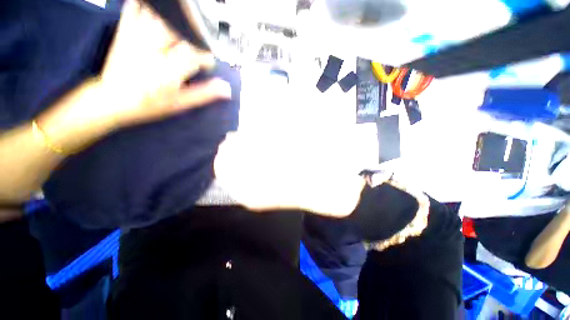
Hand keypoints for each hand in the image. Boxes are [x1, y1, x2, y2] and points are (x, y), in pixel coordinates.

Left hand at [38, 0, 230, 151]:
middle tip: (199, 42)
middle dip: (195, 34)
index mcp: (169, 70)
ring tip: (185, 26)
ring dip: (177, 18)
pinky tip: (159, 11)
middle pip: (181, 29)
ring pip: (162, 16)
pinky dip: (148, 5)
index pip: (197, 54)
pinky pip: (136, 7)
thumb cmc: (149, 104)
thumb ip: (204, 94)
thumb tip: (226, 89)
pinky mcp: (125, 30)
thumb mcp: (181, 104)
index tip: (207, 65)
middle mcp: (154, 50)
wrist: (111, 99)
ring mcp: (137, 37)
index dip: (207, 58)